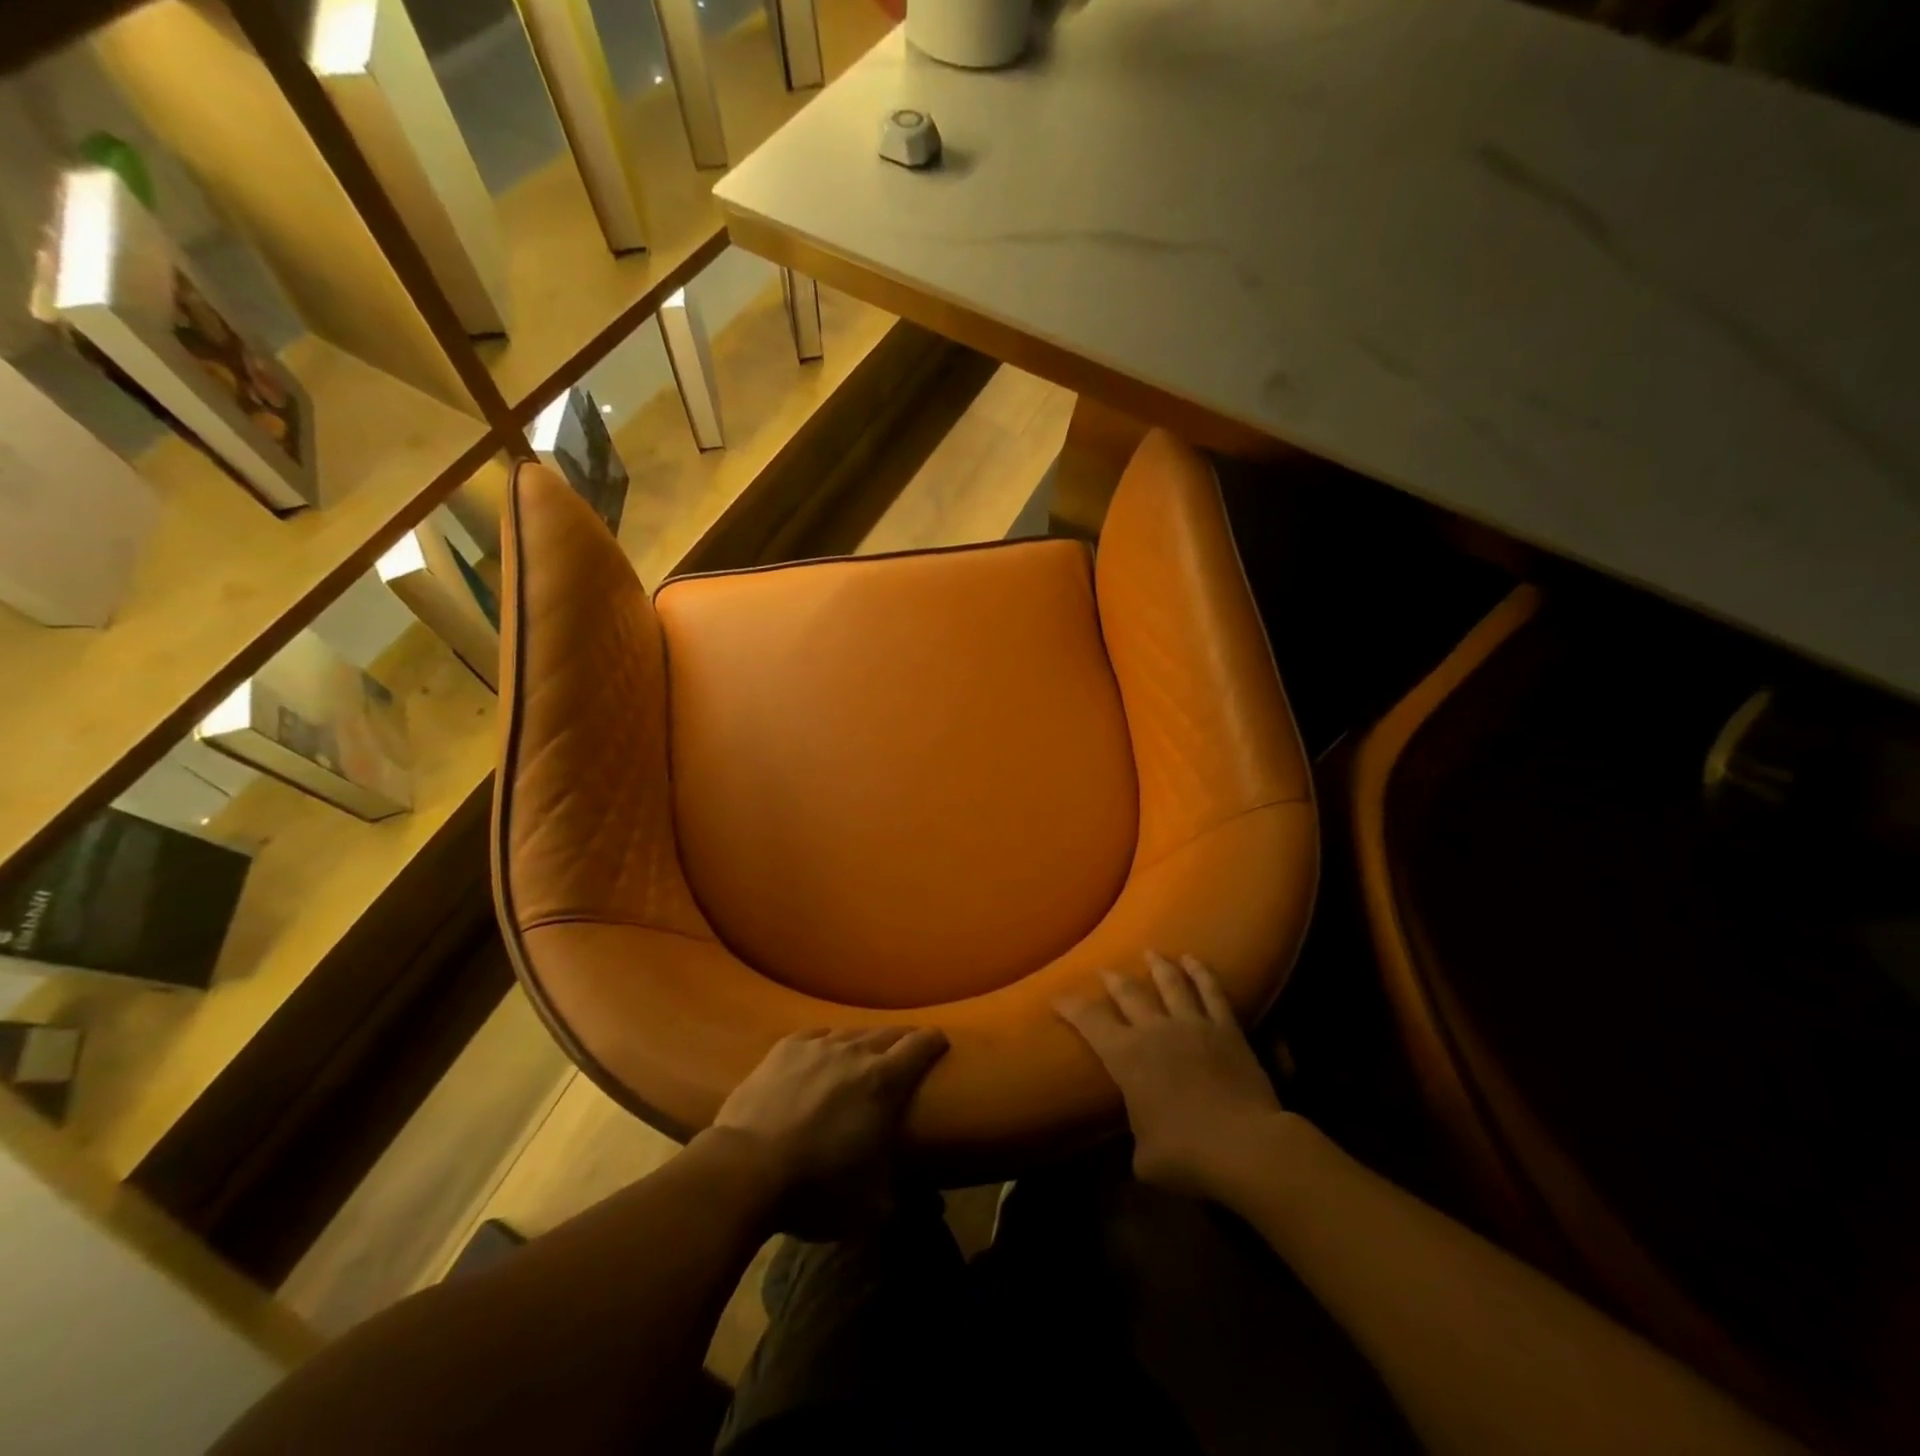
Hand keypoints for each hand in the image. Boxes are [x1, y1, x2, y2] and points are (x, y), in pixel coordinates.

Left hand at [710, 1027, 947, 1234]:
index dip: (935, 1041)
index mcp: (884, 1080)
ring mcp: (818, 1045)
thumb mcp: (869, 1206)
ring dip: (863, 1043)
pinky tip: (823, 1055)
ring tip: (863, 1057)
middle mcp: (855, 1051)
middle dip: (903, 1040)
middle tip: (907, 1052)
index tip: (941, 1043)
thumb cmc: (815, 1187)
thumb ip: (902, 1197)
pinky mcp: (786, 1047)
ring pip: (852, 1033)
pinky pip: (817, 1036)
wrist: (745, 1168)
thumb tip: (931, 1208)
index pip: (921, 1045)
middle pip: (889, 1032)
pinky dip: (827, 1044)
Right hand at [1056, 952, 1282, 1197]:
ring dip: (1158, 965)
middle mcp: (1154, 1030)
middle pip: (1128, 992)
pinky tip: (1194, 960)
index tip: (1058, 996)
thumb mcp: (1145, 1158)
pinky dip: (1202, 973)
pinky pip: (1212, 992)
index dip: (1071, 1006)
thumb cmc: (1187, 1156)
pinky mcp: (1226, 1029)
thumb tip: (1142, 1140)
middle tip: (1104, 970)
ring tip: (1151, 952)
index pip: (1089, 1020)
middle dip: (1112, 979)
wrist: (1245, 1147)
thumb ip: (1138, 1138)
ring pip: (1170, 983)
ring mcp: (1192, 1025)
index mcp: (1126, 1056)